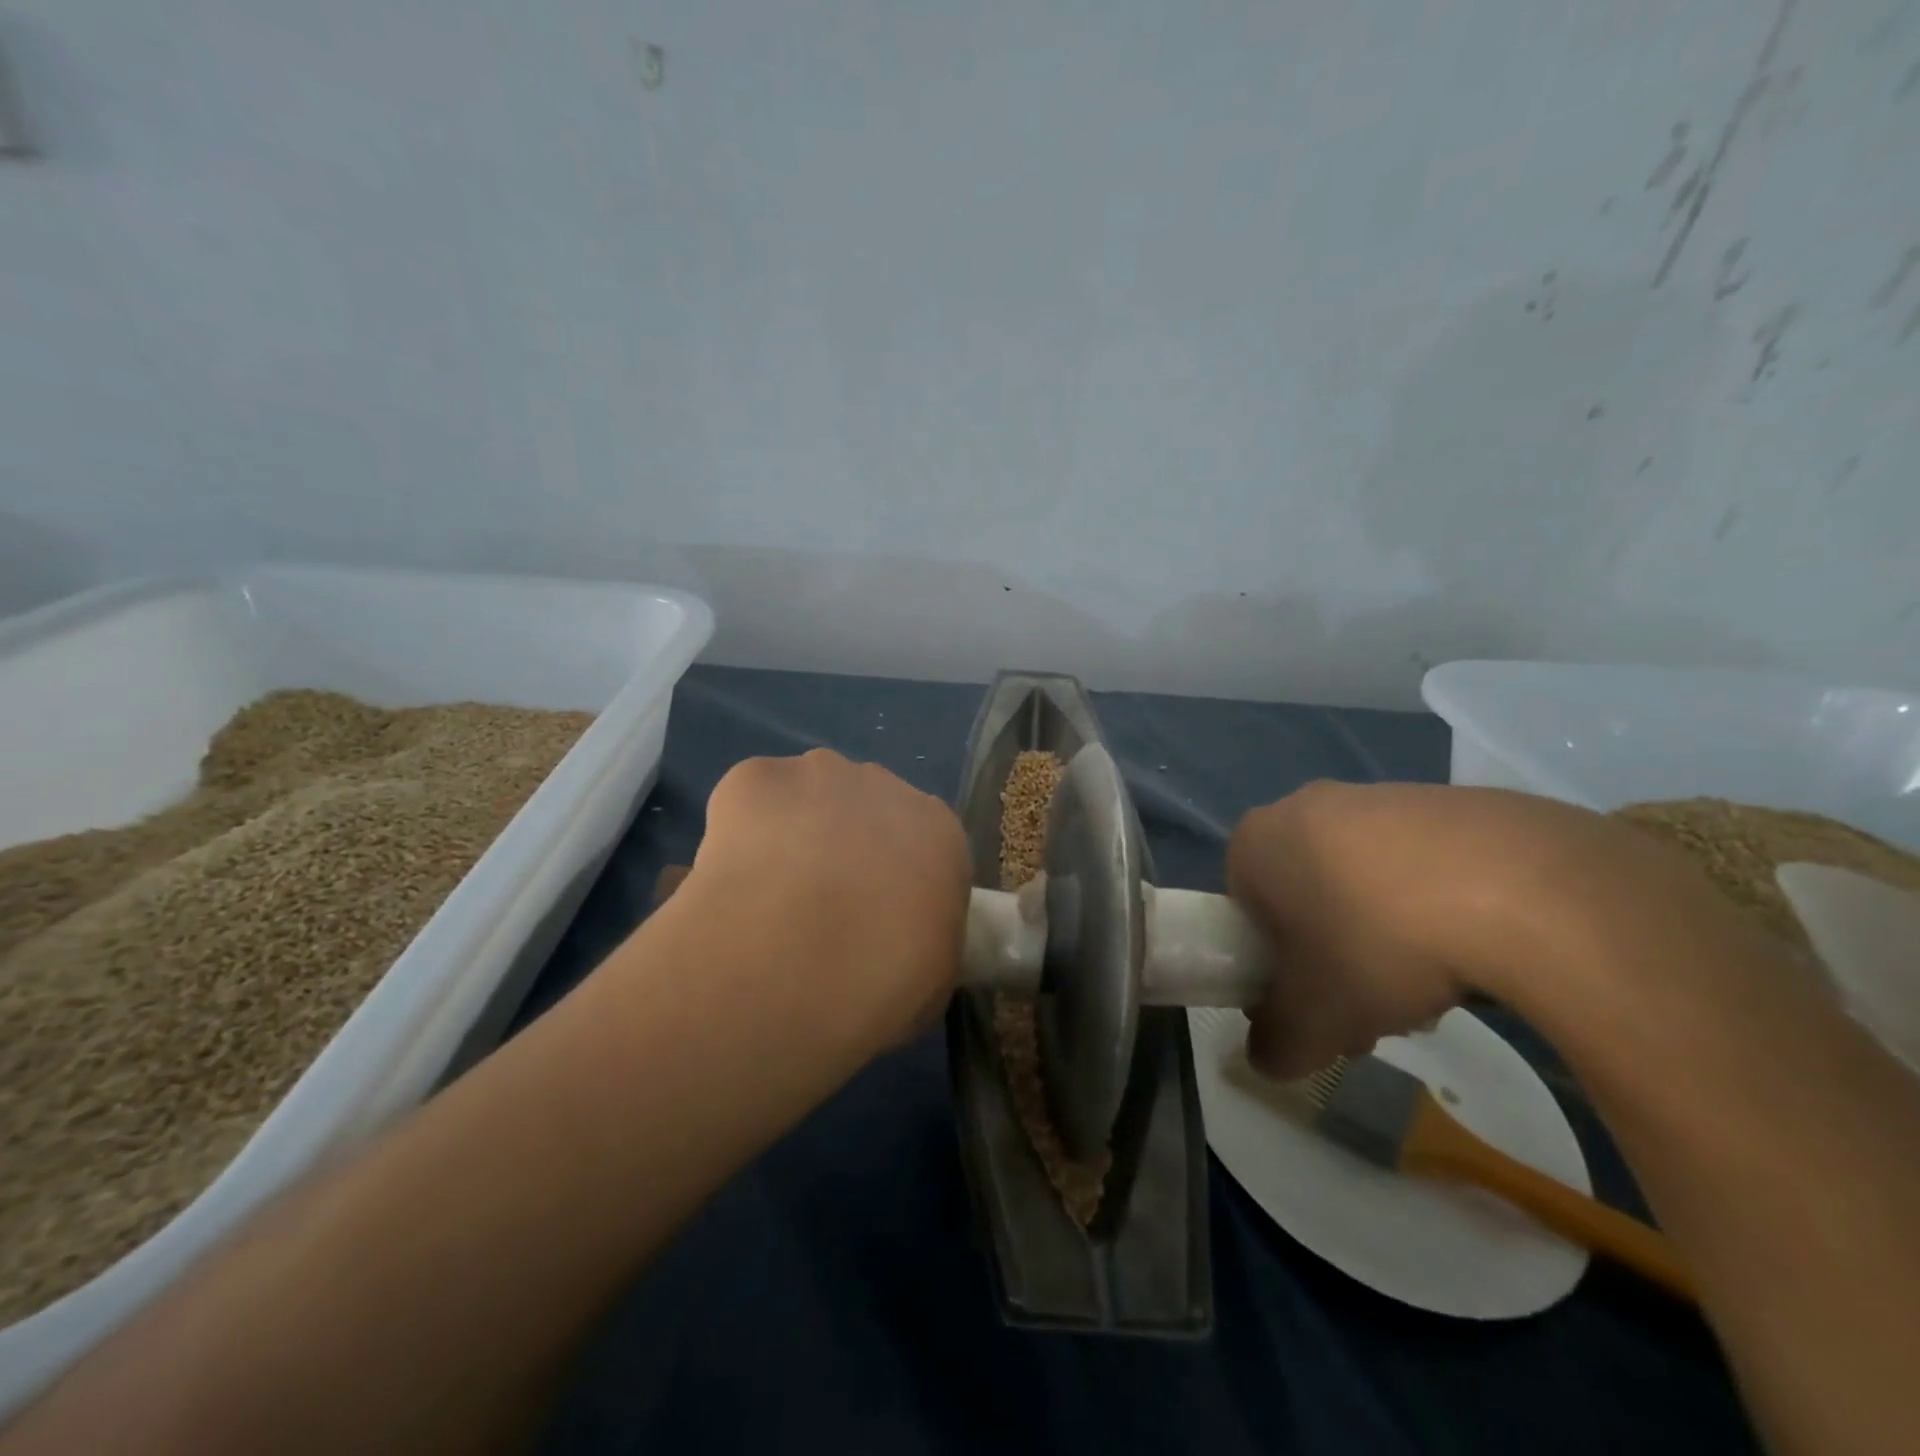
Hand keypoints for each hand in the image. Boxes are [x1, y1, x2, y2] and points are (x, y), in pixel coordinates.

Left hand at [673, 749, 970, 1058]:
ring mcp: (819, 773)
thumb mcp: (932, 978)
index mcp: (938, 831)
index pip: (921, 841)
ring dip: (794, 829)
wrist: (793, 961)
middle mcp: (885, 786)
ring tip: (767, 891)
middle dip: (843, 844)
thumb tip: (901, 934)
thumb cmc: (881, 982)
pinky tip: (732, 872)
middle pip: (865, 808)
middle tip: (817, 904)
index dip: (892, 875)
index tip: (872, 912)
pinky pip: (751, 795)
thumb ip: (925, 936)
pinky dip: (740, 825)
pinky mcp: (757, 776)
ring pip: (807, 794)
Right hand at [1225, 780, 1742, 1077]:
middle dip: (1334, 957)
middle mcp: (1304, 806)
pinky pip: (1419, 864)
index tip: (1318, 1006)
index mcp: (1255, 842)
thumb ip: (1276, 1044)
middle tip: (1374, 1008)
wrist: (1516, 887)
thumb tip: (1267, 1057)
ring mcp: (1377, 795)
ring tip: (1435, 991)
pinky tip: (1475, 950)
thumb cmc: (1375, 945)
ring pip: (1361, 882)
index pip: (1246, 912)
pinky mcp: (1445, 800)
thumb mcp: (1313, 1020)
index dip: (1277, 969)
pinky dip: (1434, 907)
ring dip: (1384, 938)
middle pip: (1306, 898)